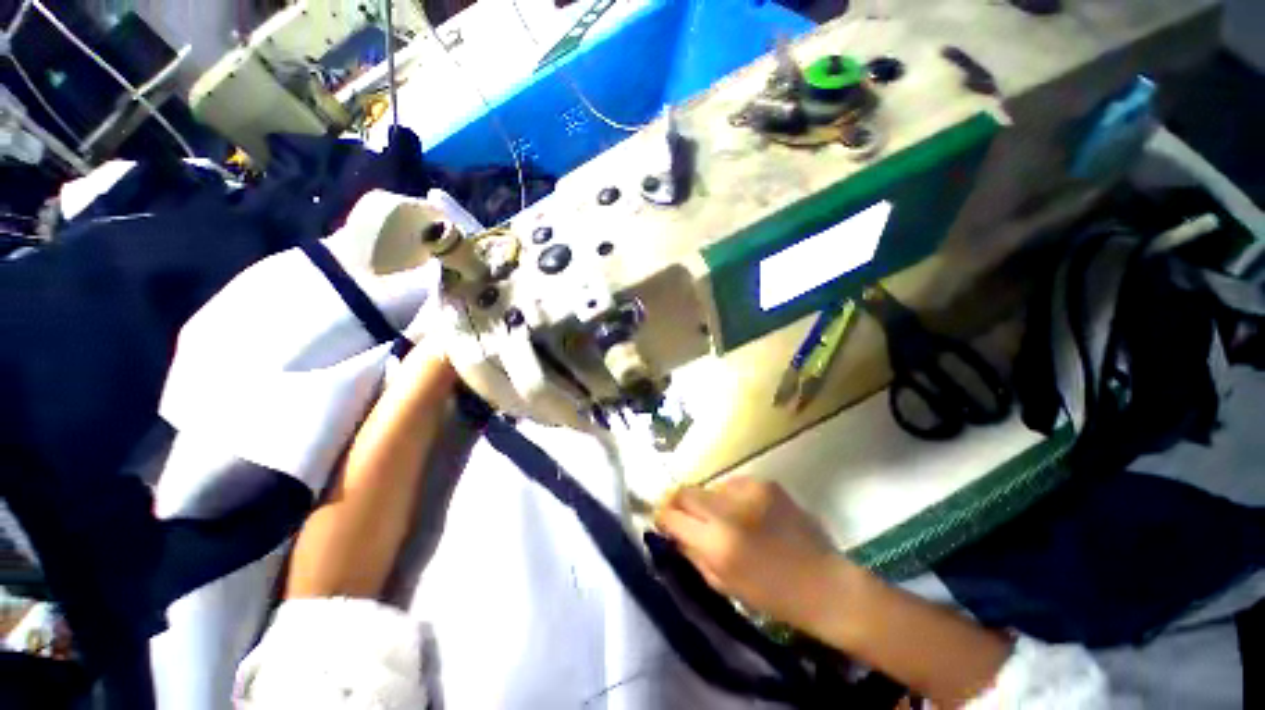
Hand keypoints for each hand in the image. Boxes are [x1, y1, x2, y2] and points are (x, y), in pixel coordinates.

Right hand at [654, 478, 856, 631]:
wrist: (824, 583)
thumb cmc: (772, 595)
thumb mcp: (723, 584)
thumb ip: (691, 553)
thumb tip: (671, 530)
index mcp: (717, 543)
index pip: (672, 515)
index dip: (662, 517)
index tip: (663, 521)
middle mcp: (729, 510)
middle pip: (685, 491)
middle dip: (679, 503)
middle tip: (685, 516)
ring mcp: (749, 491)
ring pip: (710, 488)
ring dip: (710, 502)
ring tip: (726, 520)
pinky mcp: (765, 483)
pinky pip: (733, 485)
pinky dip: (732, 498)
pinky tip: (748, 514)